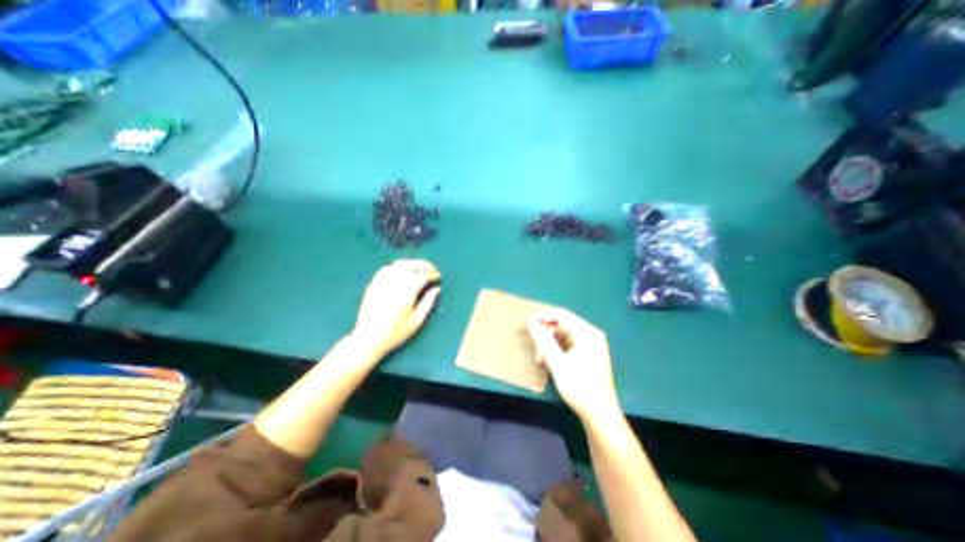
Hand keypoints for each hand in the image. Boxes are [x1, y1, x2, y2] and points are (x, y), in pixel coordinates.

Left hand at [353, 259, 440, 360]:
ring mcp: (382, 281)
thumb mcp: (417, 320)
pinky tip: (401, 272)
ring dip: (411, 263)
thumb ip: (428, 302)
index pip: (423, 275)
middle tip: (432, 269)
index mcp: (407, 291)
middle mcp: (394, 282)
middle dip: (424, 265)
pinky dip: (397, 267)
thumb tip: (437, 289)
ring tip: (419, 269)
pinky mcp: (373, 284)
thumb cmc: (396, 332)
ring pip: (399, 264)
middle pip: (411, 265)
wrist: (368, 338)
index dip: (432, 274)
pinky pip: (387, 269)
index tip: (438, 277)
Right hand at [525, 309, 620, 419]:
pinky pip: (568, 344)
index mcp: (588, 333)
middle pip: (563, 325)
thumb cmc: (579, 387)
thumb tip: (531, 323)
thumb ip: (543, 341)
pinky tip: (548, 361)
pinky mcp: (588, 355)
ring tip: (540, 357)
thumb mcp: (558, 363)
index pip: (562, 315)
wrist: (600, 415)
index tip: (527, 324)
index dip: (543, 317)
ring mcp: (591, 345)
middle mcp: (591, 335)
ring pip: (563, 335)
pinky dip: (556, 350)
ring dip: (550, 343)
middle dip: (546, 334)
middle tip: (535, 346)